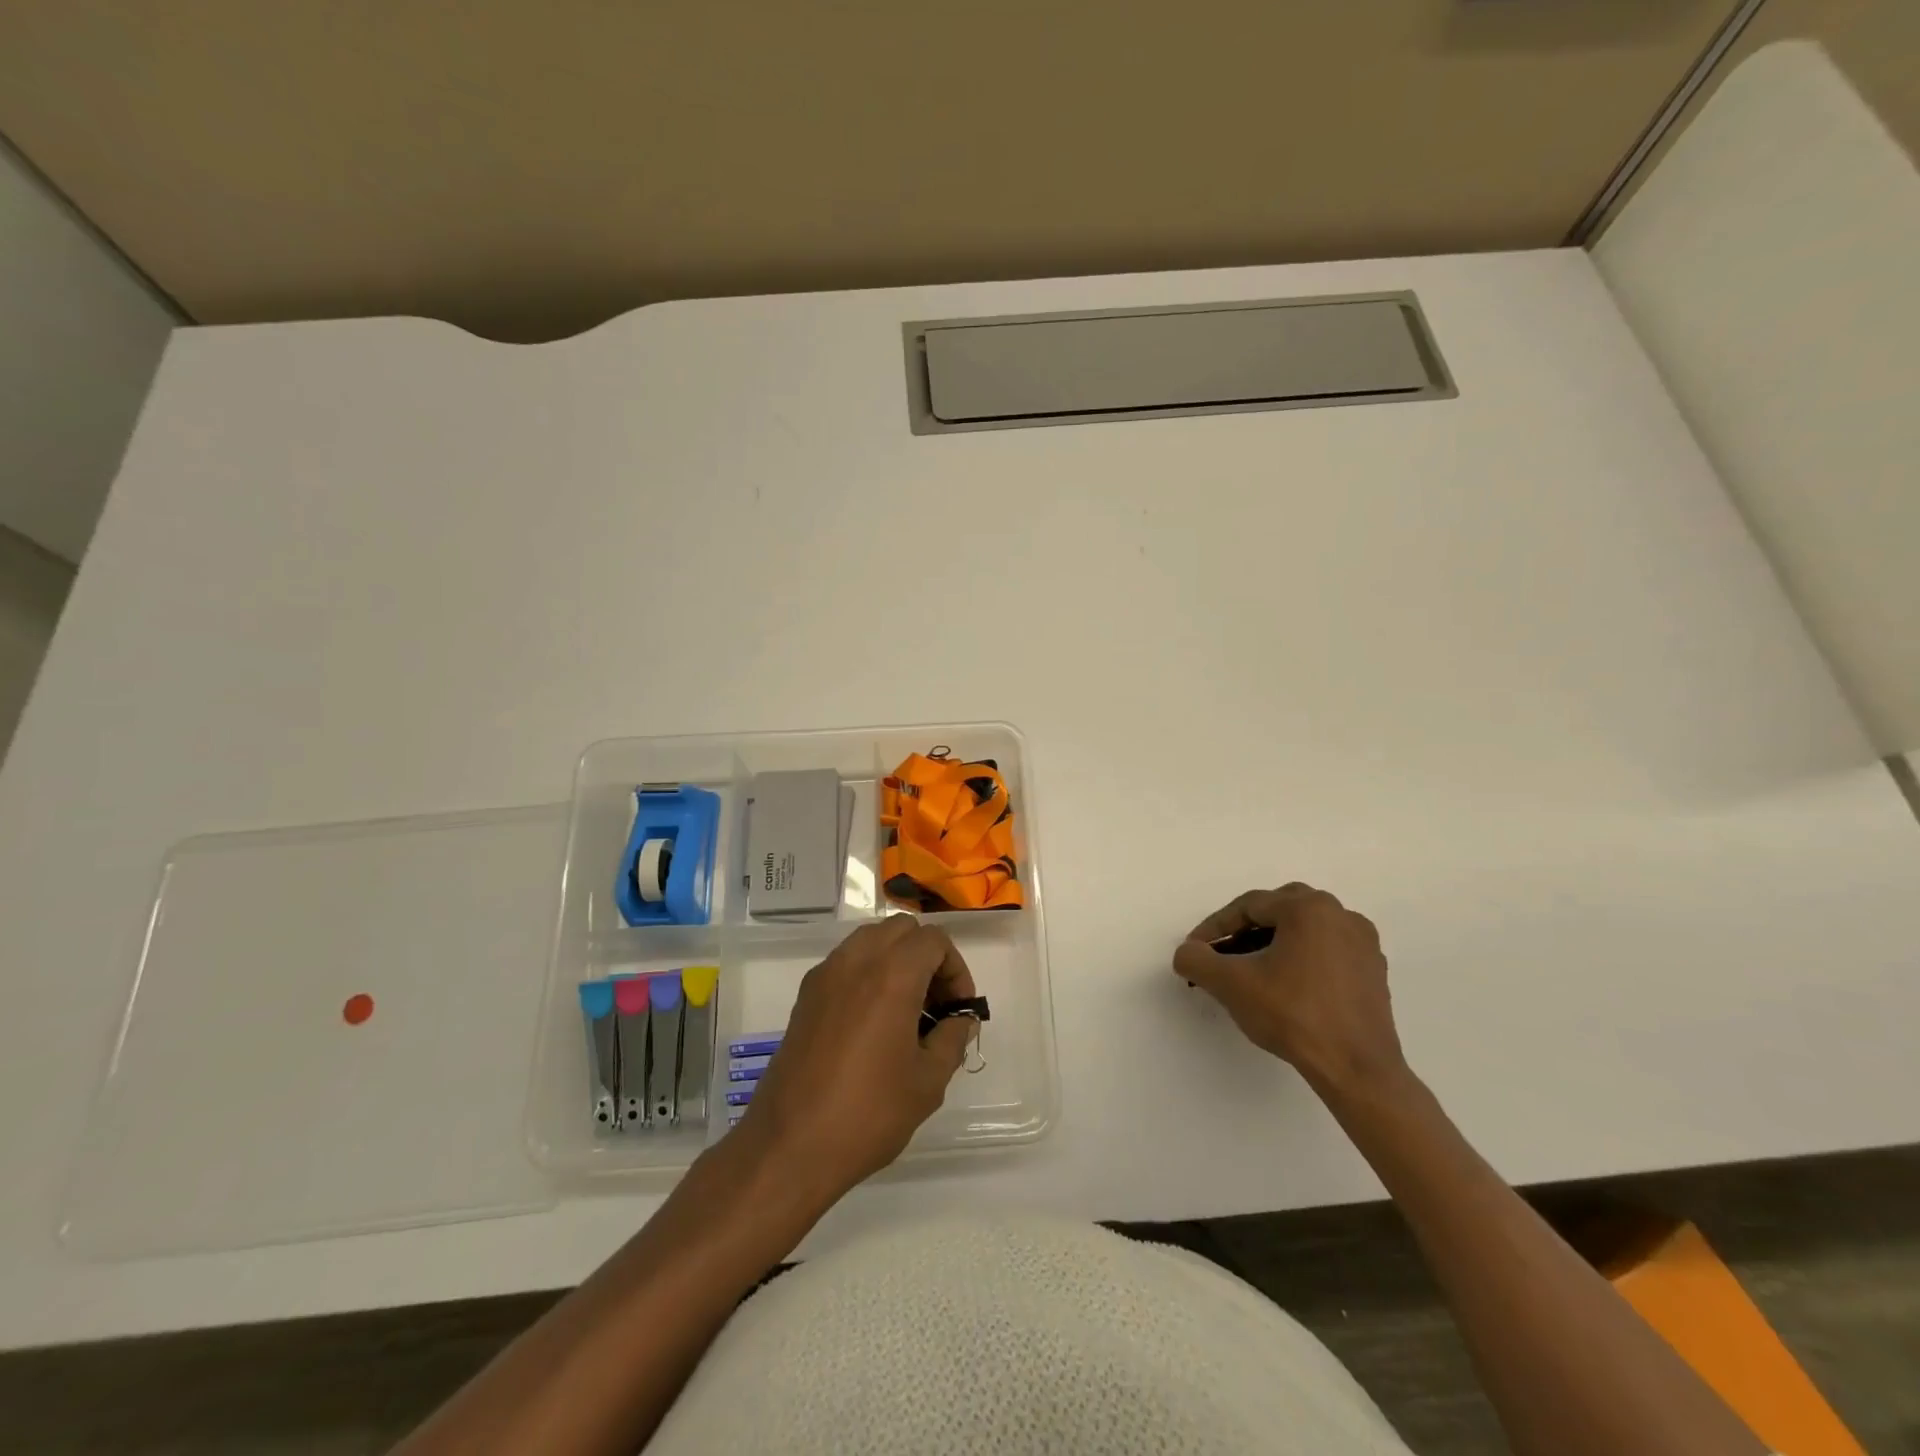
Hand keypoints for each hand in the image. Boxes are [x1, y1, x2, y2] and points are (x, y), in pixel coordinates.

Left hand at [739, 915, 976, 1201]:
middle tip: (935, 1004)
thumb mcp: (927, 1081)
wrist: (789, 1146)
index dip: (955, 969)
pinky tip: (872, 1021)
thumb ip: (952, 1039)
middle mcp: (856, 961)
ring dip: (896, 959)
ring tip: (905, 1010)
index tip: (958, 1010)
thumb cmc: (868, 1113)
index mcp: (891, 975)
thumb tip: (960, 1020)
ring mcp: (825, 975)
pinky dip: (868, 972)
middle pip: (902, 929)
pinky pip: (846, 961)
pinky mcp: (805, 995)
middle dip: (927, 956)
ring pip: (871, 939)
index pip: (934, 940)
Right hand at [1172, 883, 1406, 1095]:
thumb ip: (1197, 960)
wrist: (1357, 1070)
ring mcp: (1363, 943)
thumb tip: (1188, 953)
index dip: (1215, 927)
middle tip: (1222, 954)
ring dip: (1273, 943)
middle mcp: (1340, 915)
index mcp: (1308, 908)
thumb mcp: (1231, 985)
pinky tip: (1286, 985)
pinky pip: (1327, 951)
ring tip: (1250, 971)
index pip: (1248, 906)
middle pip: (1278, 911)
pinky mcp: (1373, 972)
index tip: (1195, 951)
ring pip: (1304, 930)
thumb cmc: (1293, 1015)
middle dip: (1245, 929)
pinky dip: (1301, 958)